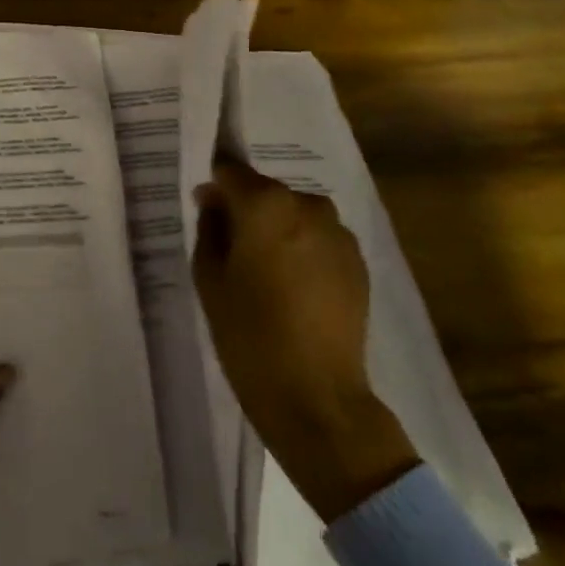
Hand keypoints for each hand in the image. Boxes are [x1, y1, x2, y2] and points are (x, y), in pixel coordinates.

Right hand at [193, 154, 418, 521]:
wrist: (315, 395)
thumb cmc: (248, 332)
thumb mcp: (209, 276)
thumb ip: (210, 227)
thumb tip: (214, 200)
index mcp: (266, 204)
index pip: (230, 171)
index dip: (215, 188)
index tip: (206, 210)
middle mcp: (307, 206)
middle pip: (266, 192)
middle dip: (247, 210)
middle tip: (232, 249)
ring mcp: (338, 234)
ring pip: (294, 214)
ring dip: (277, 230)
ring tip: (265, 272)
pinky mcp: (358, 262)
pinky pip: (318, 239)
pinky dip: (303, 250)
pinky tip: (293, 287)